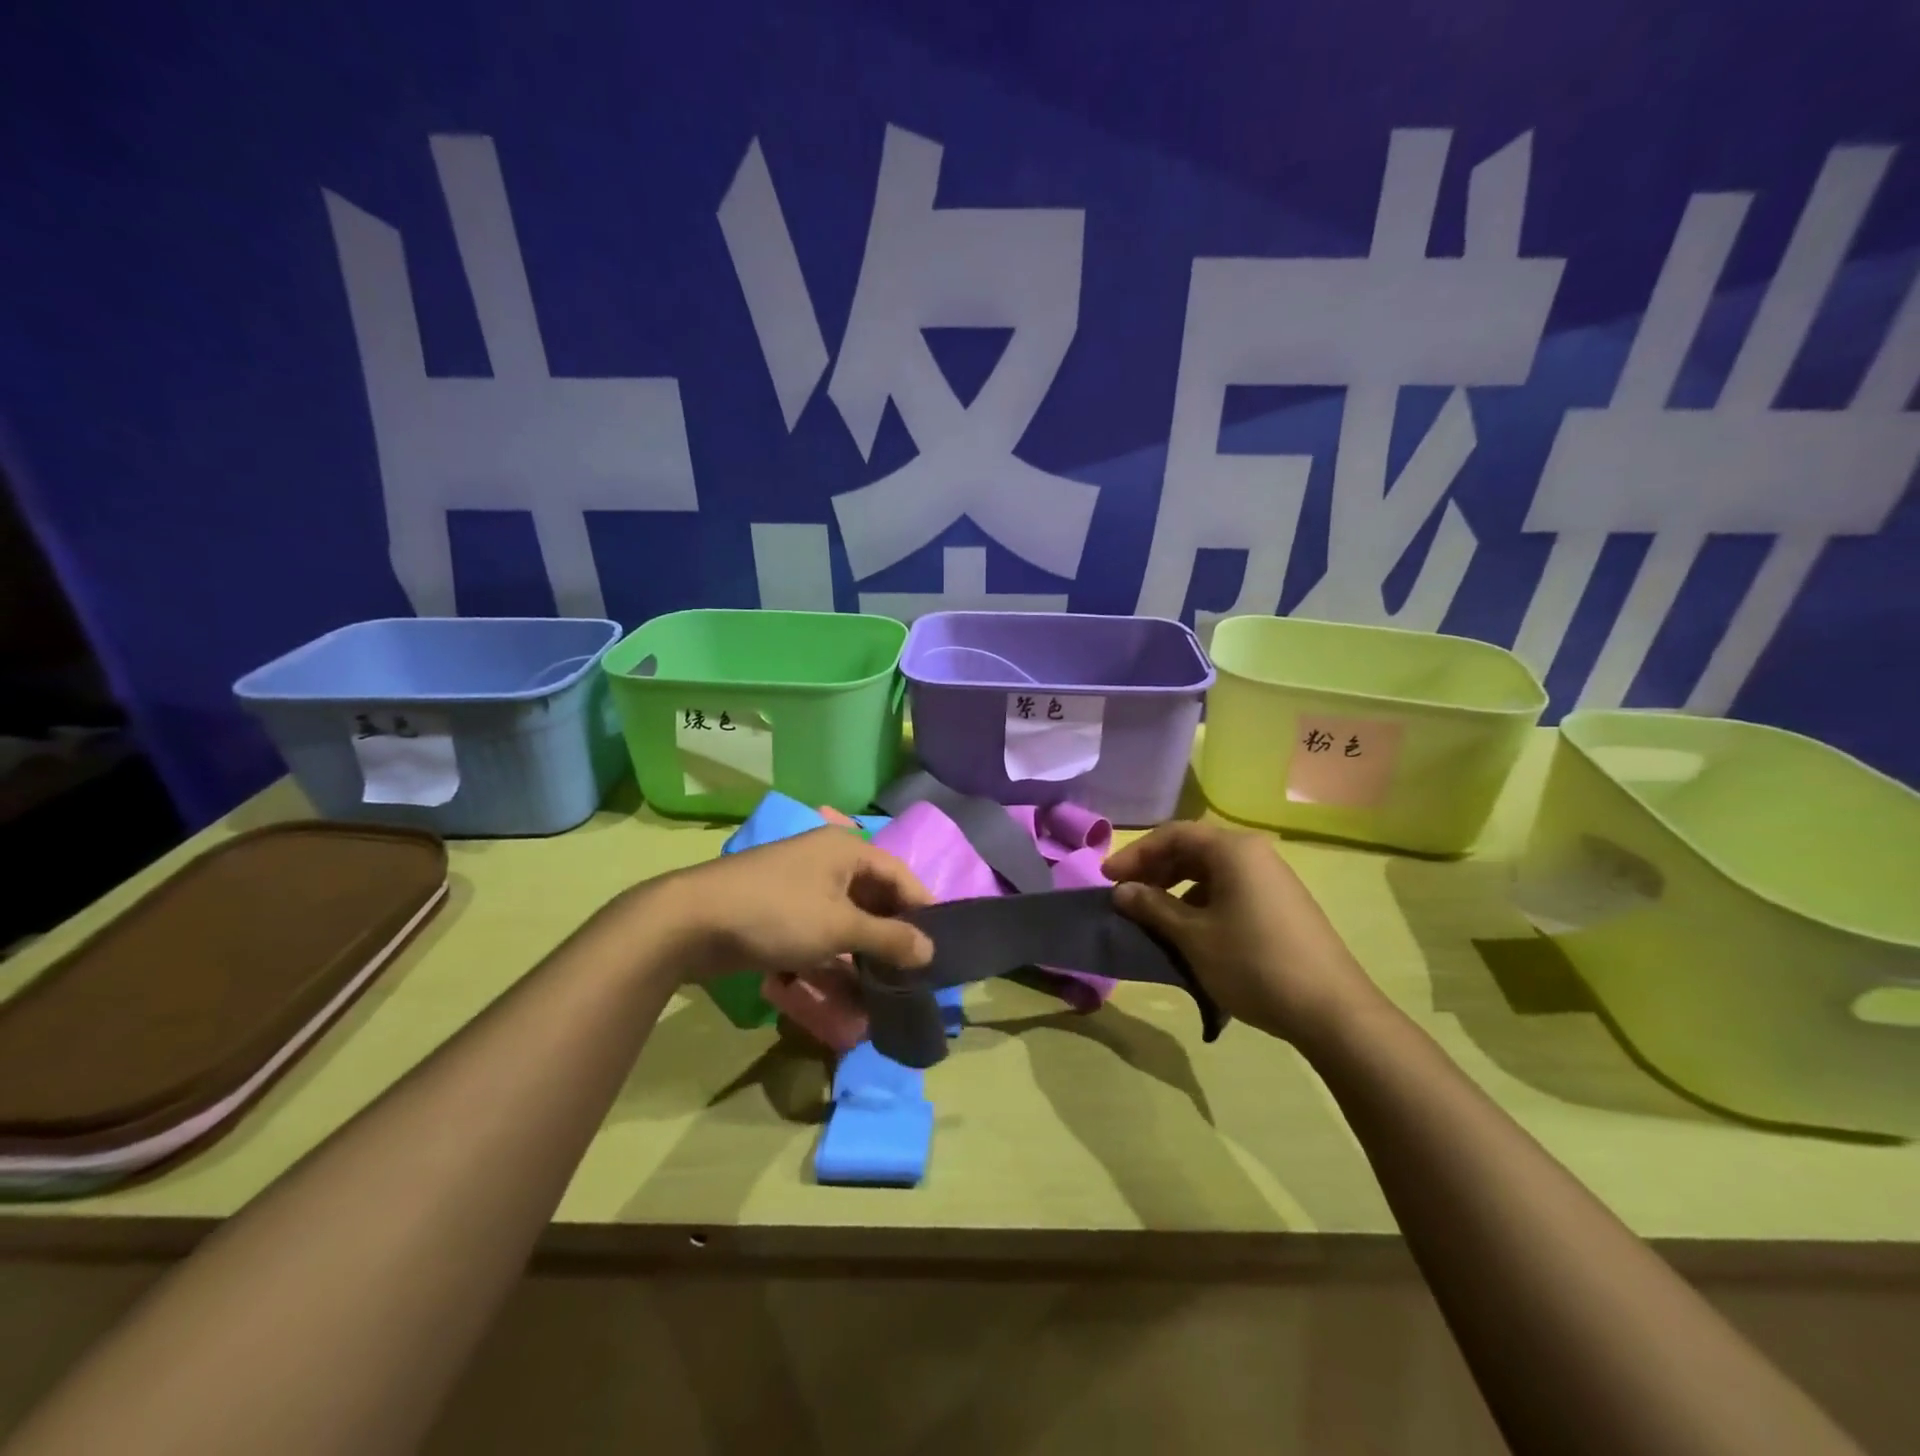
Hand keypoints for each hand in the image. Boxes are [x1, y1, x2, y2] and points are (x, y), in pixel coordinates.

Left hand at [651, 827, 934, 979]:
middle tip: (913, 975)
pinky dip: (834, 961)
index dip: (922, 910)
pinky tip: (846, 994)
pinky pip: (820, 936)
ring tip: (883, 991)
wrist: (691, 922)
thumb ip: (889, 938)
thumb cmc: (777, 913)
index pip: (900, 876)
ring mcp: (801, 888)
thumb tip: (931, 949)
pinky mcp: (780, 915)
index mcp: (847, 850)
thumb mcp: (840, 927)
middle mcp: (827, 862)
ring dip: (863, 955)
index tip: (940, 949)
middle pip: (874, 899)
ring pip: (847, 922)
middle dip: (892, 938)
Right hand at [1103, 821, 1379, 1046]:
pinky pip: (1229, 891)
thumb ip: (1152, 907)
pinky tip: (1190, 932)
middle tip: (1126, 897)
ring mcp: (1271, 880)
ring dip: (1176, 888)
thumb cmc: (1252, 963)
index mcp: (1233, 850)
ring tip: (1153, 916)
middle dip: (1154, 870)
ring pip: (1210, 872)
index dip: (1135, 854)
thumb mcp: (1193, 936)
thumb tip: (1121, 890)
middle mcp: (1254, 854)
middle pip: (1192, 850)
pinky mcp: (1281, 905)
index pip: (1172, 835)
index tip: (1107, 880)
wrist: (1331, 1010)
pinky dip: (1201, 903)